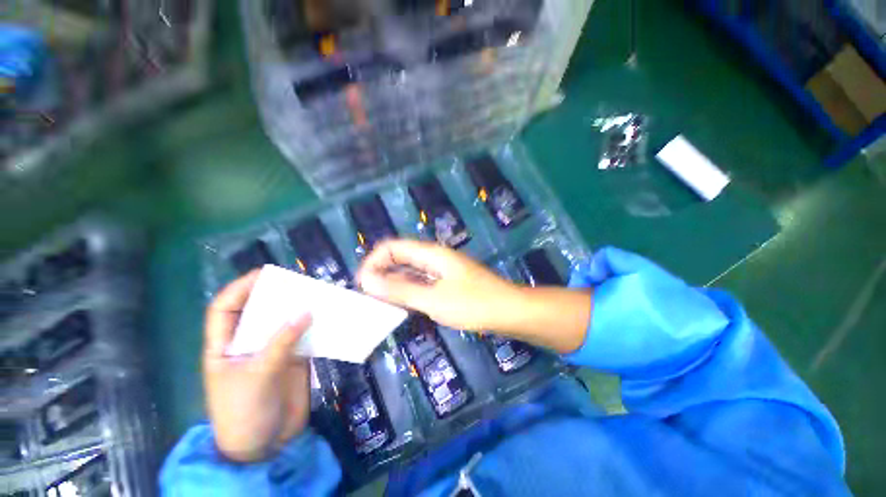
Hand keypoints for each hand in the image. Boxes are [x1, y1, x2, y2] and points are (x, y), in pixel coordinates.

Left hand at [202, 271, 312, 462]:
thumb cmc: (244, 412)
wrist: (263, 447)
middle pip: (259, 311)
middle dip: (275, 295)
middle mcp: (248, 344)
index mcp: (225, 346)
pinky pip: (304, 337)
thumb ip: (281, 342)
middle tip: (299, 282)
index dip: (240, 288)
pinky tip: (328, 318)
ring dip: (299, 309)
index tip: (264, 274)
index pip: (224, 309)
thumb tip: (307, 311)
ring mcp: (272, 351)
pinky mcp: (294, 360)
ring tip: (317, 295)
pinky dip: (315, 327)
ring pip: (285, 322)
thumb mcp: (257, 375)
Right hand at [356, 239, 520, 331]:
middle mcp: (435, 257)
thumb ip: (400, 289)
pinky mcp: (448, 282)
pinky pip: (421, 282)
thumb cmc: (473, 304)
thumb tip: (367, 280)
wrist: (509, 311)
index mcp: (431, 254)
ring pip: (410, 270)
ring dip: (394, 283)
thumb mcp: (433, 299)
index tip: (363, 285)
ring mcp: (442, 270)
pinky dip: (408, 290)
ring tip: (379, 302)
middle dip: (381, 272)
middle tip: (368, 297)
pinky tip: (402, 304)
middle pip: (400, 257)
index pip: (392, 247)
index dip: (374, 262)